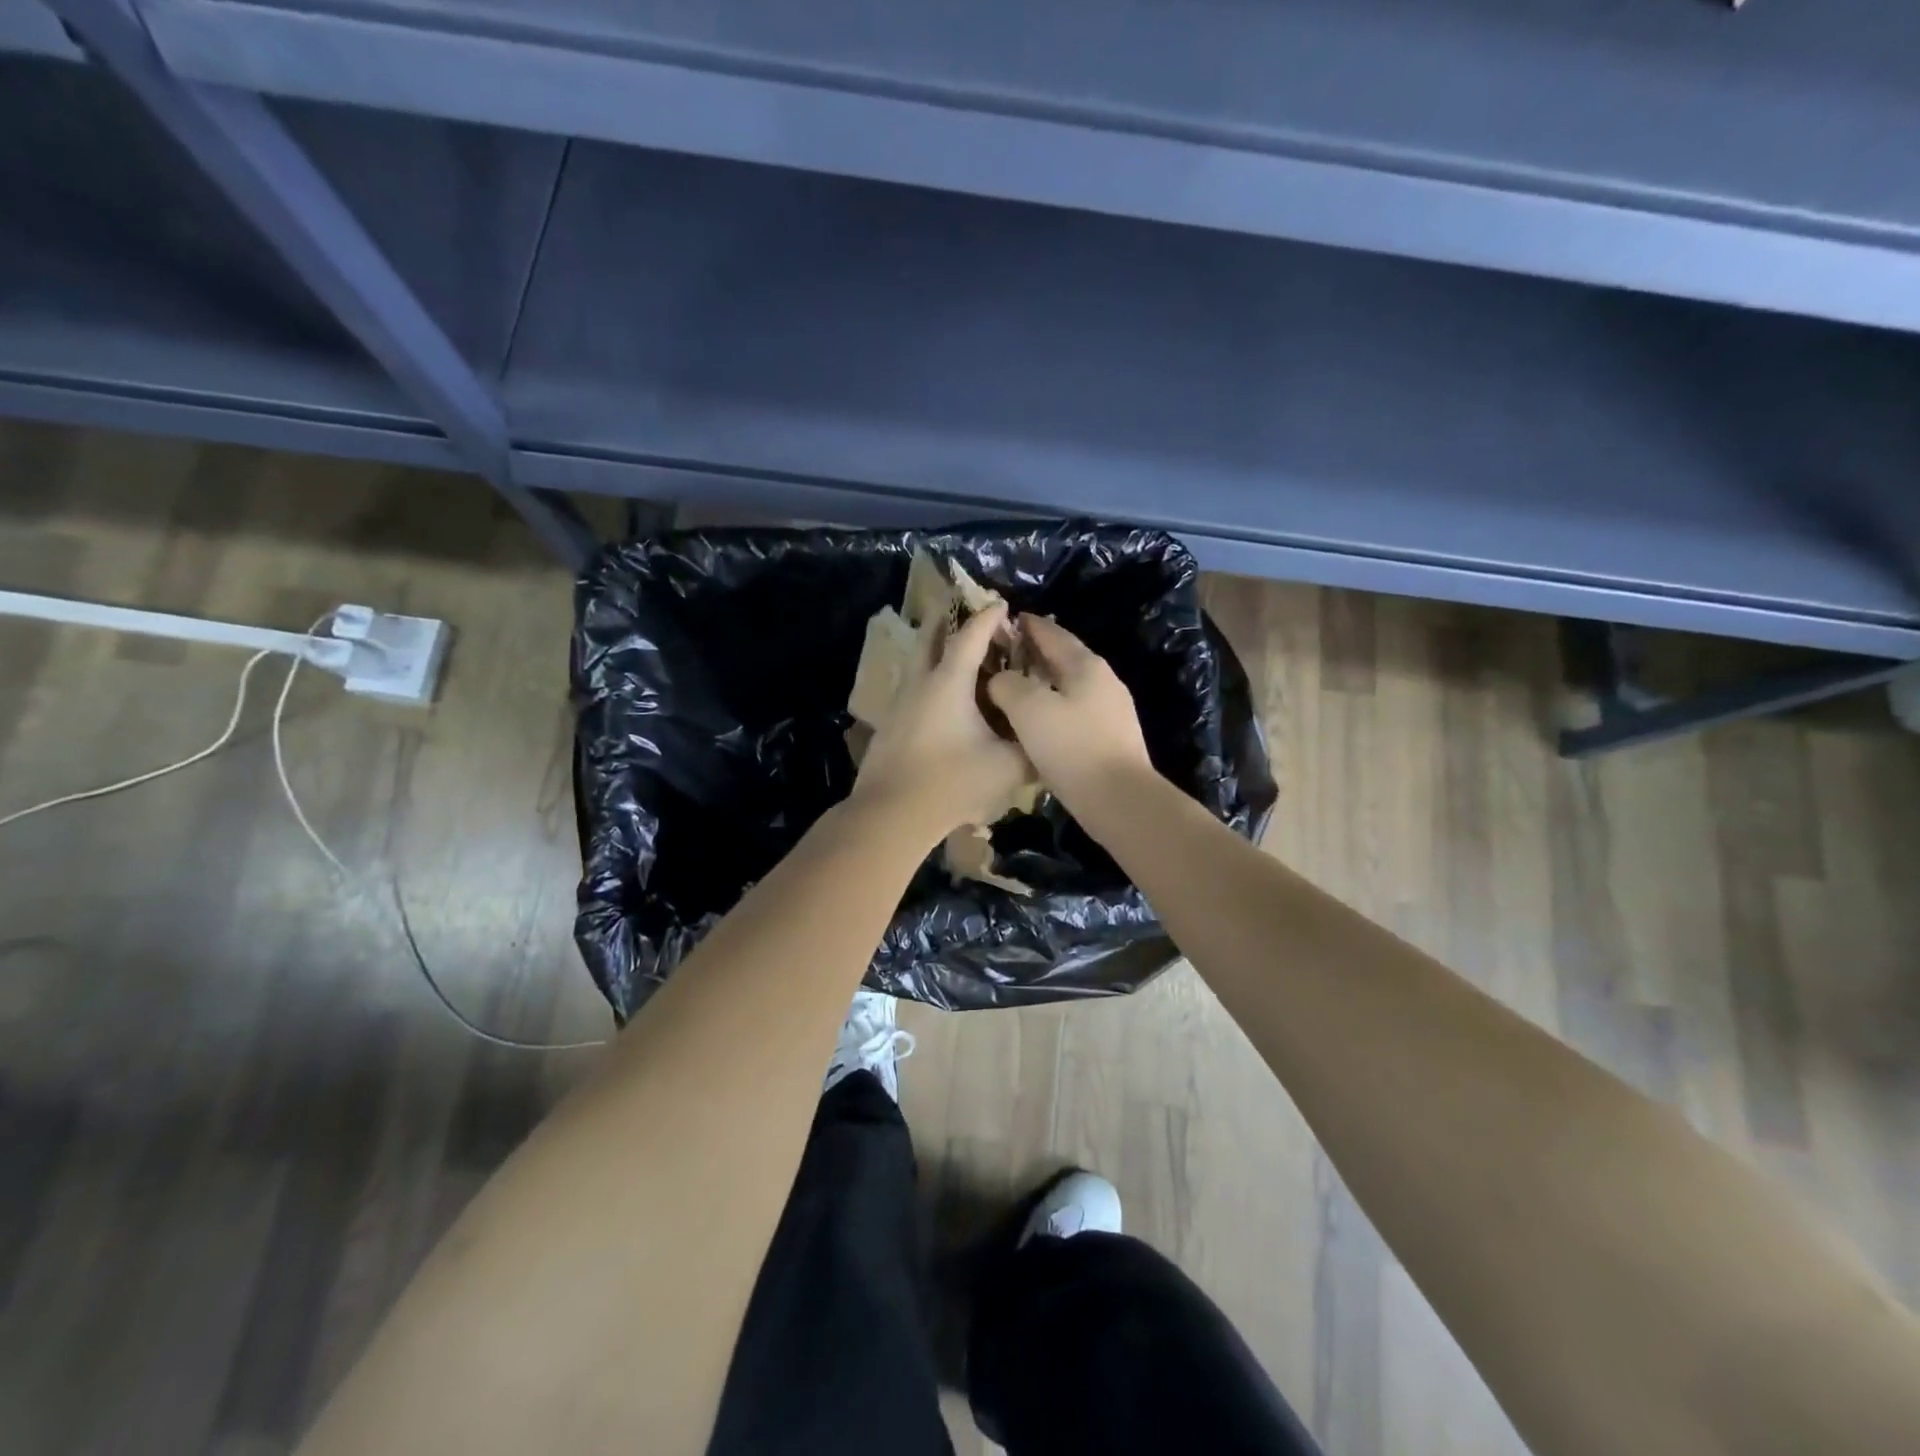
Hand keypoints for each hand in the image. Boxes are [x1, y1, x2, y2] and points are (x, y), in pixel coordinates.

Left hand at [851, 601, 1033, 841]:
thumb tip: (1047, 743)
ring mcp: (899, 705)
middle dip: (947, 621)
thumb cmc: (952, 782)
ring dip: (934, 652)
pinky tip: (940, 702)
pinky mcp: (889, 727)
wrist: (892, 814)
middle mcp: (920, 684)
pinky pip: (912, 690)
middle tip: (961, 611)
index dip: (987, 618)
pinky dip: (928, 681)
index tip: (1001, 604)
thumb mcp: (1007, 768)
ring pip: (916, 665)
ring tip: (954, 655)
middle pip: (930, 640)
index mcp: (949, 683)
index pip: (970, 637)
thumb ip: (1031, 750)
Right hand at [987, 615, 1152, 811]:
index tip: (1006, 620)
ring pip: (1070, 686)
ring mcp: (1112, 711)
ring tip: (1015, 688)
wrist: (1119, 799)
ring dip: (1044, 683)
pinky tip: (1037, 723)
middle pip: (1064, 658)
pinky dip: (1053, 708)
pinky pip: (1075, 712)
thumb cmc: (1072, 747)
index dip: (1028, 625)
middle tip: (1004, 655)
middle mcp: (1104, 681)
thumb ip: (1007, 684)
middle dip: (1035, 654)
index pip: (1053, 633)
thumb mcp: (1028, 708)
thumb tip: (1000, 679)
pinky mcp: (1111, 738)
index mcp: (1086, 665)